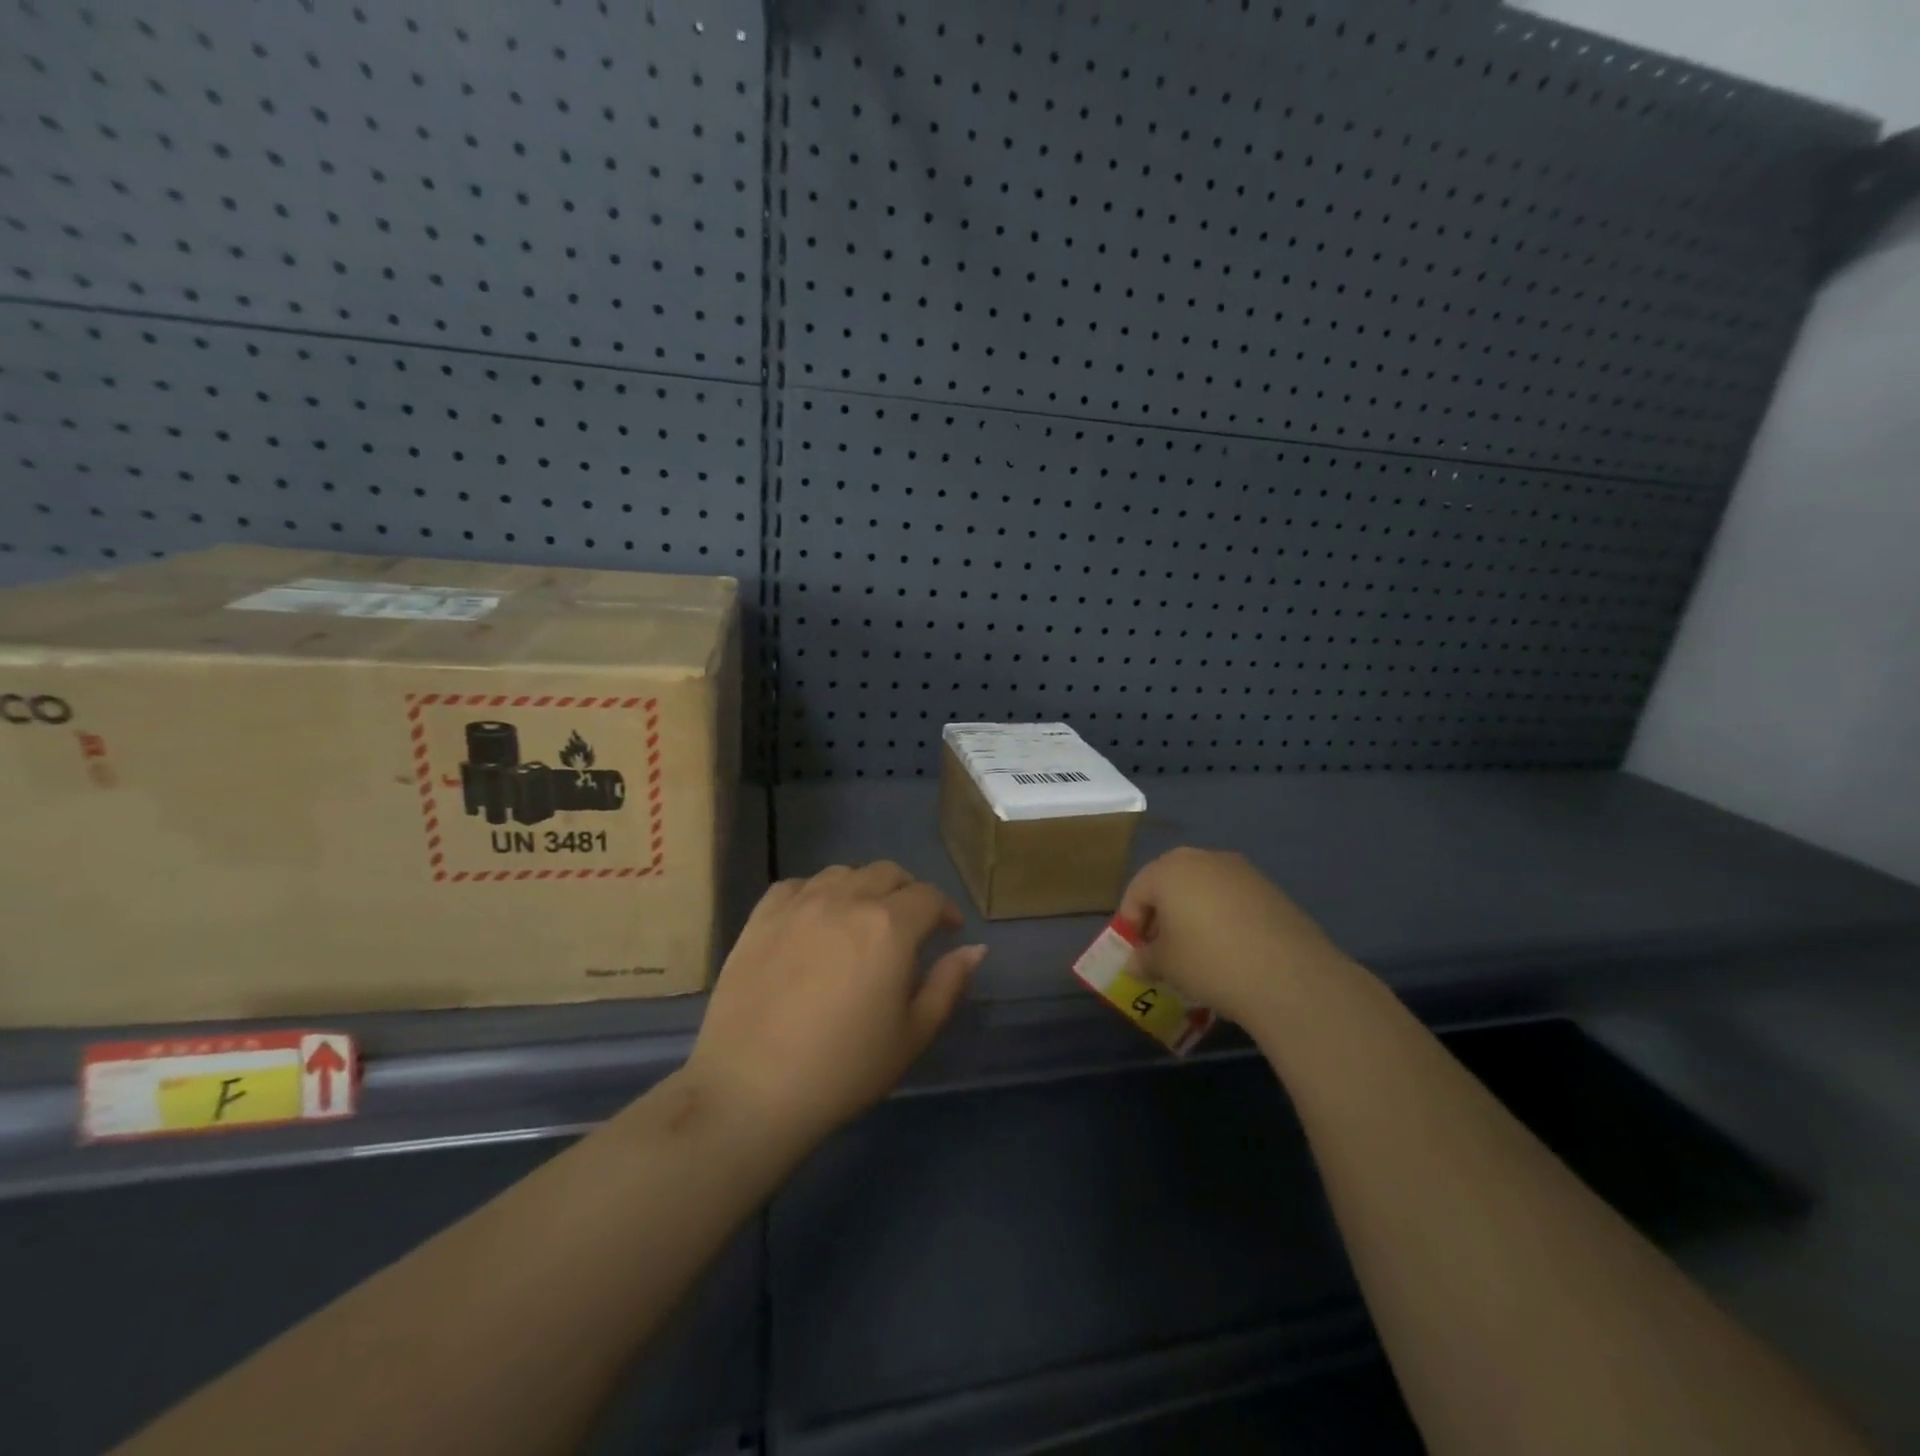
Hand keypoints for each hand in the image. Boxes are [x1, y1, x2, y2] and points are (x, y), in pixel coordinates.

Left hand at [684, 862, 985, 1144]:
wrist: (751, 1089)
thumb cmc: (844, 1069)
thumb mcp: (913, 1035)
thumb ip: (948, 984)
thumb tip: (975, 948)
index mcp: (890, 925)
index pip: (929, 897)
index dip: (945, 911)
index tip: (948, 932)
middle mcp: (847, 900)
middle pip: (888, 873)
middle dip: (908, 893)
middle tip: (909, 925)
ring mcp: (799, 904)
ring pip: (842, 873)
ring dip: (862, 888)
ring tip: (861, 919)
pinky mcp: (761, 917)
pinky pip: (796, 886)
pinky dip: (815, 893)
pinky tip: (813, 919)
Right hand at [1118, 848, 1347, 1028]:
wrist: (1288, 975)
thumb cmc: (1209, 961)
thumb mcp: (1165, 966)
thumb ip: (1144, 958)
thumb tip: (1136, 961)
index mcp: (1168, 868)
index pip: (1136, 891)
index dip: (1130, 923)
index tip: (1137, 953)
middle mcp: (1203, 858)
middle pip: (1170, 884)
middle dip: (1162, 915)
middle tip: (1163, 949)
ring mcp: (1240, 870)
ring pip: (1203, 890)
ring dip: (1193, 915)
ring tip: (1198, 952)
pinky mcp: (1269, 888)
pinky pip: (1232, 900)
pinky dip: (1223, 919)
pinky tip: (1230, 950)